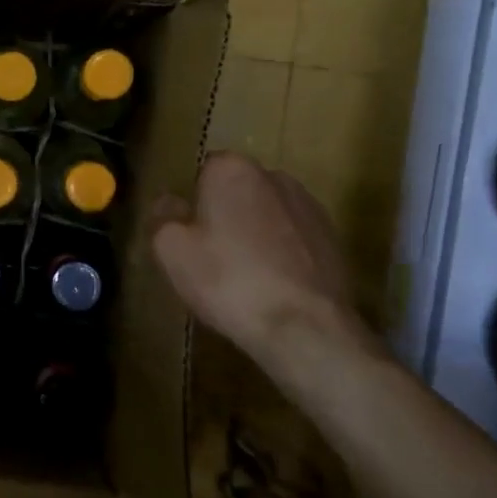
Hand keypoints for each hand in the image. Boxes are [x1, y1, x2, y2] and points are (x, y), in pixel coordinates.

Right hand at [152, 152, 379, 373]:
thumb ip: (163, 217)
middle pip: (238, 191)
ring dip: (255, 233)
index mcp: (232, 170)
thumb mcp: (171, 251)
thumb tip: (169, 202)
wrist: (305, 328)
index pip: (203, 171)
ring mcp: (309, 206)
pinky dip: (282, 254)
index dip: (193, 202)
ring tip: (245, 276)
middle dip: (225, 214)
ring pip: (267, 214)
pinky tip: (273, 287)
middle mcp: (274, 176)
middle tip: (211, 256)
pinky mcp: (333, 238)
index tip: (187, 234)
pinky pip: (293, 238)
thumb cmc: (229, 281)